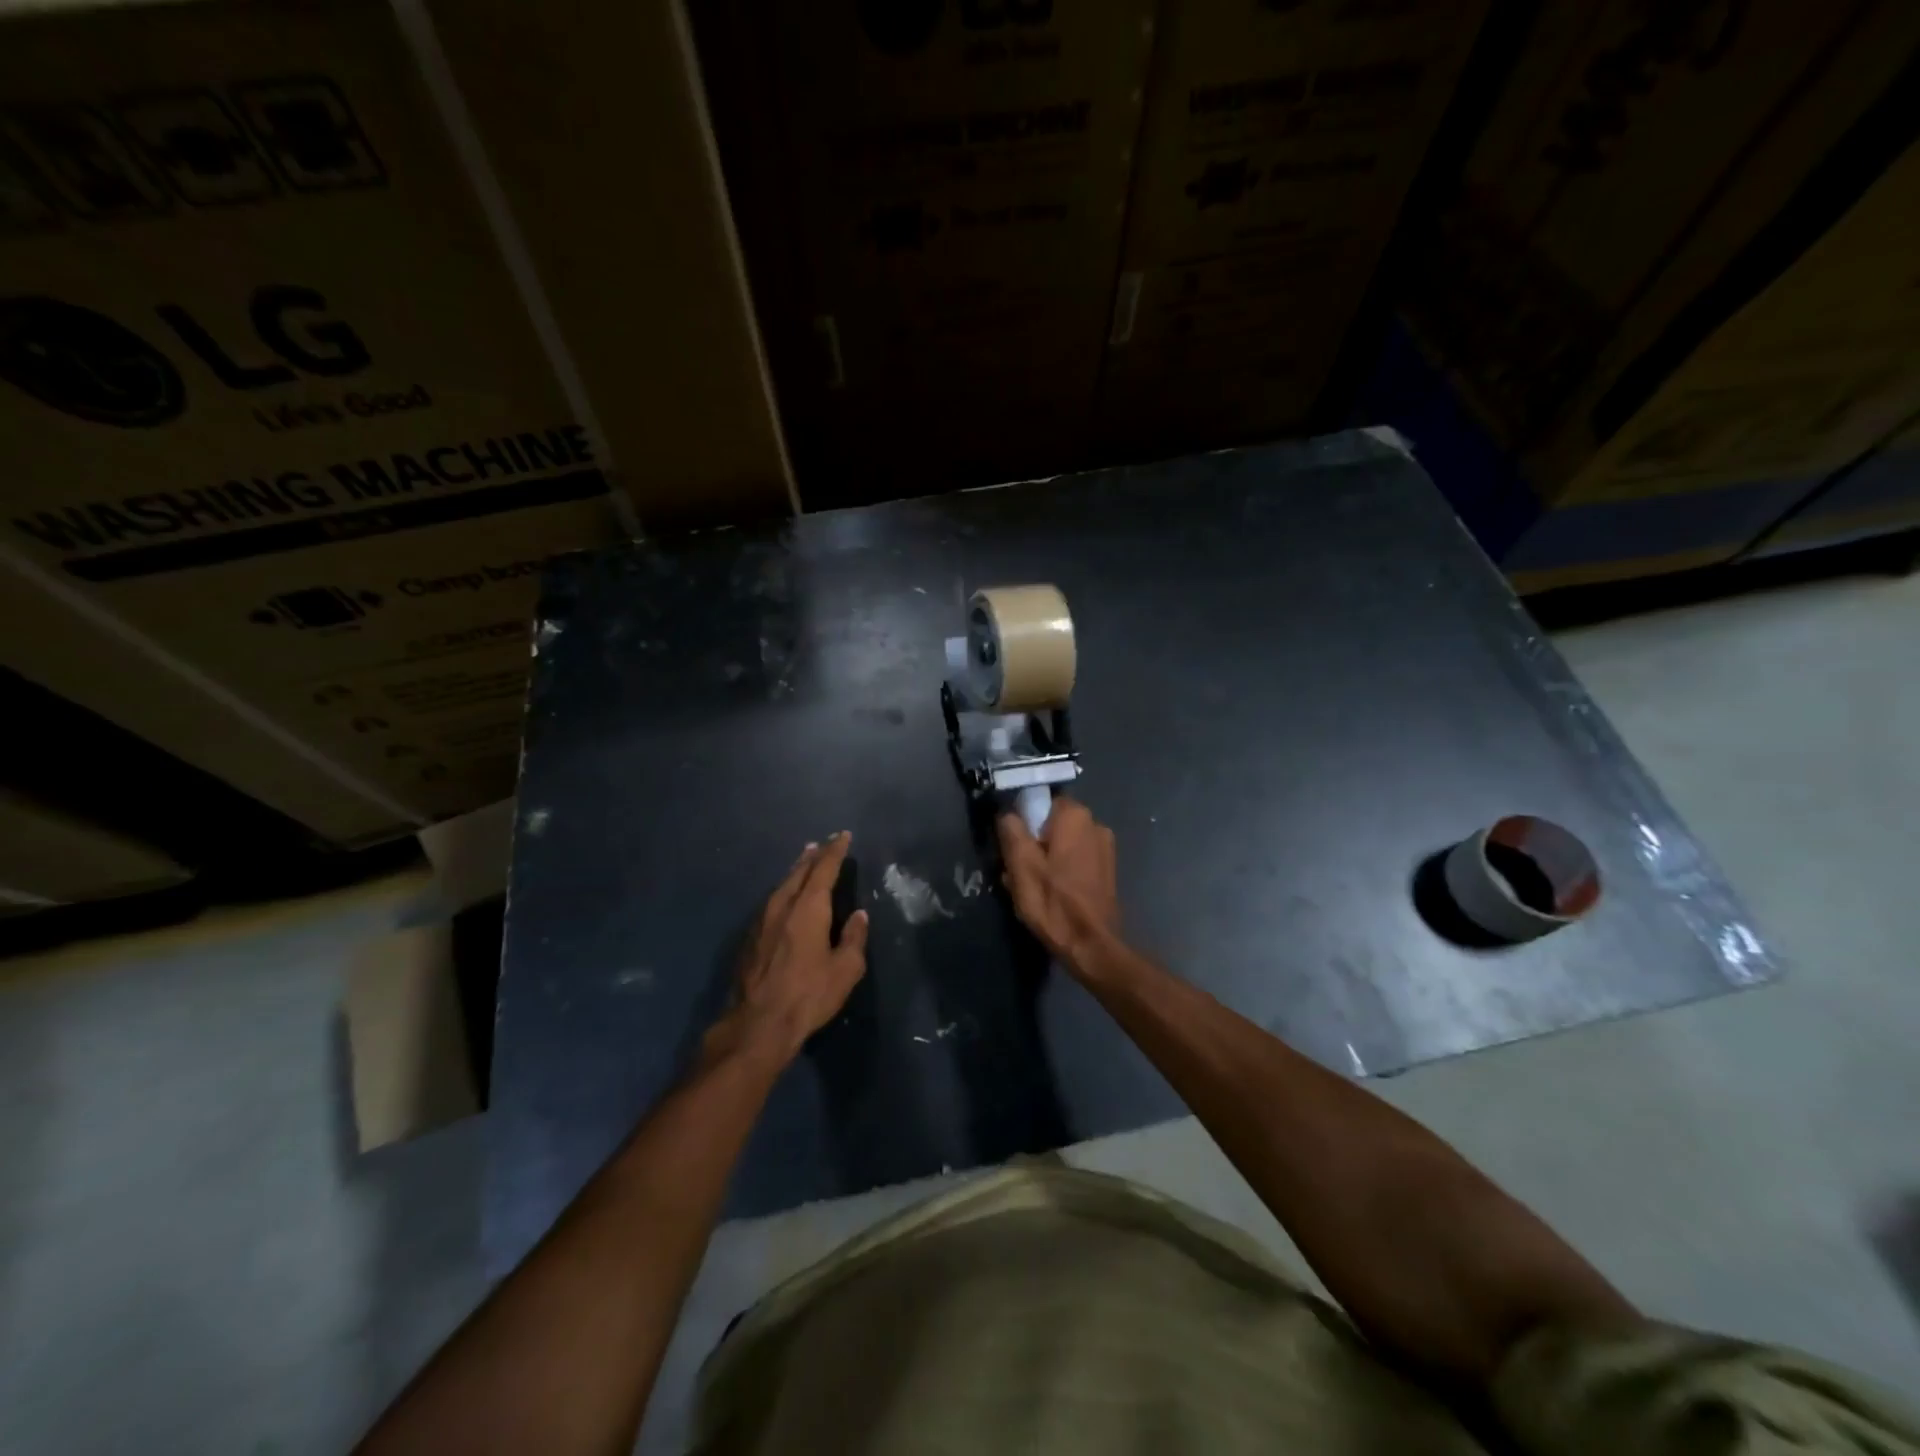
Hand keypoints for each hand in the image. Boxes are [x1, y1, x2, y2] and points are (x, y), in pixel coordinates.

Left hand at [708, 832, 868, 1066]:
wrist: (757, 1024)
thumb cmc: (808, 995)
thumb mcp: (845, 970)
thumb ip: (853, 938)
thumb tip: (859, 916)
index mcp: (809, 908)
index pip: (824, 869)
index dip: (835, 851)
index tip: (843, 836)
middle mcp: (782, 905)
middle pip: (799, 872)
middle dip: (813, 856)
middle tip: (822, 844)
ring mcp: (761, 921)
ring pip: (781, 885)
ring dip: (795, 871)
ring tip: (804, 862)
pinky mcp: (750, 938)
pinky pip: (771, 901)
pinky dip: (784, 890)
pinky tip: (785, 897)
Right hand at [997, 797, 1120, 970]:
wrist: (1092, 946)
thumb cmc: (1053, 902)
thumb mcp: (1021, 865)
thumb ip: (1011, 831)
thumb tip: (1007, 813)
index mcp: (1074, 815)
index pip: (1039, 802)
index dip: (1022, 823)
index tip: (1012, 848)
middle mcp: (1095, 823)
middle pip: (1050, 824)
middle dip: (1033, 843)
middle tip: (1017, 871)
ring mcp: (1105, 847)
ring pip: (1062, 843)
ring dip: (1045, 859)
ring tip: (1031, 887)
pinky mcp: (1107, 869)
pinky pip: (1075, 859)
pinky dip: (1061, 870)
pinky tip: (1051, 893)